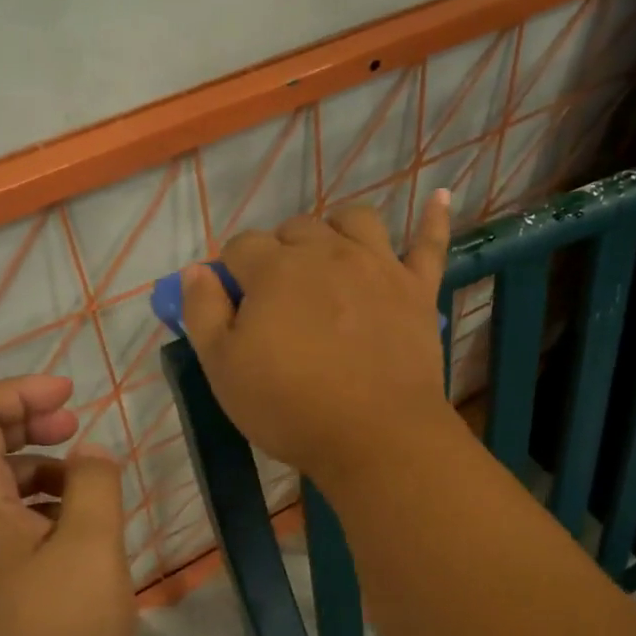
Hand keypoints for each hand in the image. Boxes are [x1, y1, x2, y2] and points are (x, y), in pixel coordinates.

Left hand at [0, 375, 136, 635]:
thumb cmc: (59, 633)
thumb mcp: (91, 546)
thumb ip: (93, 484)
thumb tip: (89, 453)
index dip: (19, 392)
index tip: (70, 393)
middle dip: (26, 420)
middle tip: (75, 422)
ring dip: (35, 462)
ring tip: (85, 476)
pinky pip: (3, 517)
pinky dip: (37, 500)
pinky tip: (75, 522)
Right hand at [182, 192, 458, 487]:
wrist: (375, 436)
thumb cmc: (289, 406)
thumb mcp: (222, 368)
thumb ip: (202, 311)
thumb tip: (196, 270)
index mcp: (275, 270)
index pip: (241, 246)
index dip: (231, 271)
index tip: (234, 304)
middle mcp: (327, 252)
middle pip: (295, 228)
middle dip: (278, 252)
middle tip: (278, 298)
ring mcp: (378, 266)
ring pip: (355, 220)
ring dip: (335, 230)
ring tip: (329, 257)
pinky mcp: (418, 289)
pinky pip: (430, 243)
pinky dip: (433, 219)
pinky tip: (440, 198)